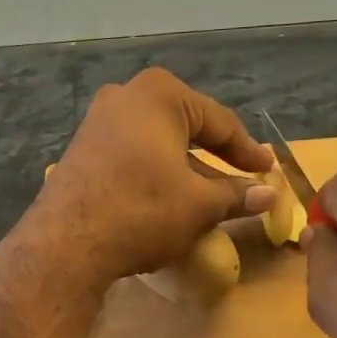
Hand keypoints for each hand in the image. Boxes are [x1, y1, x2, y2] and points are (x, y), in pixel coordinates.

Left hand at [29, 69, 275, 288]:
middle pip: (185, 127)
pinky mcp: (80, 150)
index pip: (219, 122)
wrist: (67, 242)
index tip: (267, 170)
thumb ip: (236, 195)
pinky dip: (154, 172)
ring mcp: (96, 122)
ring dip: (183, 166)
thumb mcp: (199, 205)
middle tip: (241, 176)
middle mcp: (125, 96)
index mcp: (160, 95)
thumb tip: (269, 194)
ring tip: (206, 193)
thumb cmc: (143, 210)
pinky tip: (164, 197)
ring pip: (156, 142)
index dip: (247, 150)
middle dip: (213, 154)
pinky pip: (130, 155)